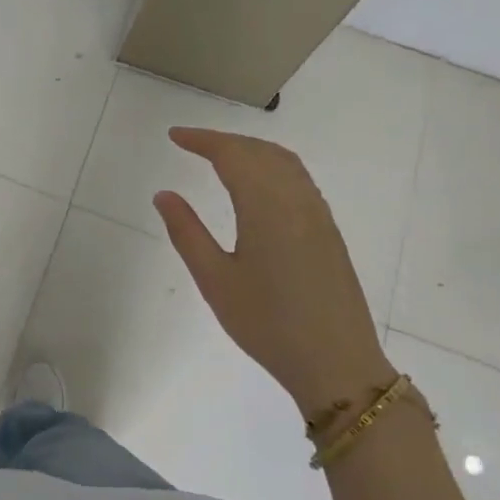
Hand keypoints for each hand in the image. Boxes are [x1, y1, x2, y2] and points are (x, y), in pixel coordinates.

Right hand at [153, 128, 391, 425]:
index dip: (203, 140)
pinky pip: (299, 180)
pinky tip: (257, 184)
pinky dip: (272, 166)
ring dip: (251, 150)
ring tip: (220, 156)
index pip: (233, 155)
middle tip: (192, 144)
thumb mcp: (215, 281)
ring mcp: (318, 214)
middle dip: (225, 140)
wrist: (336, 362)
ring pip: (285, 162)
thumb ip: (187, 232)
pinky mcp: (328, 231)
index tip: (174, 136)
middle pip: (261, 152)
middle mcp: (297, 200)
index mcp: (266, 208)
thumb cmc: (267, 324)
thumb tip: (164, 194)